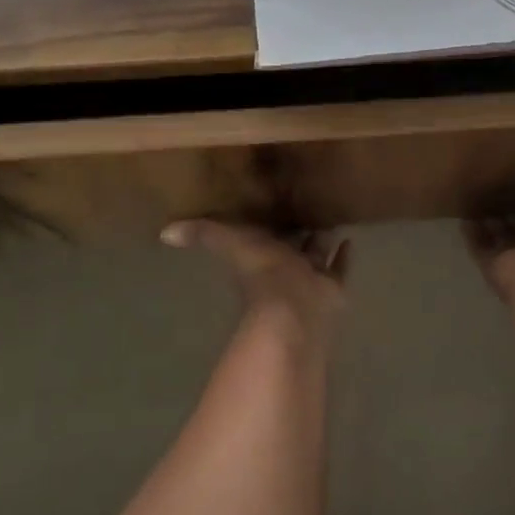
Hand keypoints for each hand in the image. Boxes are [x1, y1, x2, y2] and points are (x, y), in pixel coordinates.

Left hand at [161, 220, 347, 340]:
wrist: (292, 309)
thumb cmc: (261, 273)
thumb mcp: (229, 243)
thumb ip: (203, 235)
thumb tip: (163, 232)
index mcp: (260, 255)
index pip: (262, 235)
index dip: (266, 223)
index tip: (272, 204)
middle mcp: (285, 266)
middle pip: (292, 244)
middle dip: (297, 230)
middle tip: (307, 207)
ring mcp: (310, 278)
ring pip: (317, 254)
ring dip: (322, 238)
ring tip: (332, 218)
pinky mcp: (331, 287)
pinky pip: (339, 268)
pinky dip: (344, 255)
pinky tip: (350, 239)